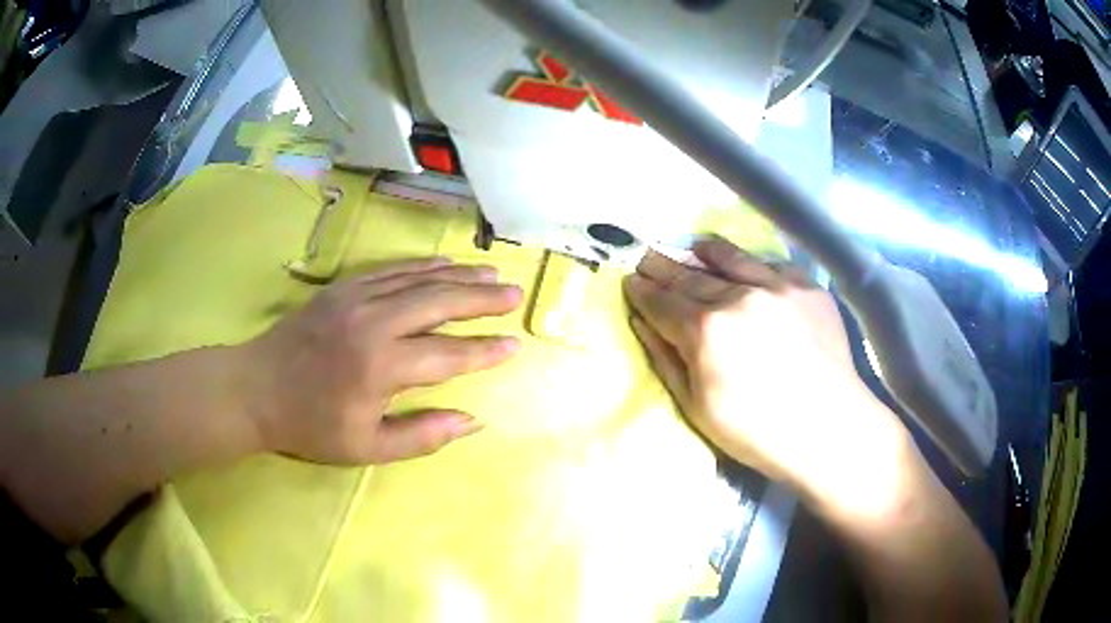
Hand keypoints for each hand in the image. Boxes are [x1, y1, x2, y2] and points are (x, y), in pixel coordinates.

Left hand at [244, 257, 522, 464]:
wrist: (254, 389)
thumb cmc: (310, 426)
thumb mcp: (366, 448)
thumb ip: (422, 435)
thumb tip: (472, 421)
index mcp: (379, 367)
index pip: (447, 355)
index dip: (483, 352)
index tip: (514, 345)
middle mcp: (373, 322)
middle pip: (439, 302)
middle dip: (481, 299)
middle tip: (514, 294)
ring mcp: (356, 297)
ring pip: (418, 279)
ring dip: (458, 276)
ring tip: (491, 274)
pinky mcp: (342, 287)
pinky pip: (391, 270)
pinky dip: (423, 267)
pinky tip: (443, 266)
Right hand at [625, 237, 899, 491]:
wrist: (829, 428)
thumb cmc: (756, 432)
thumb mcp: (696, 407)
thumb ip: (666, 359)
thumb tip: (642, 321)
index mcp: (706, 331)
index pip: (663, 302)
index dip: (643, 291)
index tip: (630, 280)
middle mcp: (739, 296)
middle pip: (690, 276)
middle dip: (663, 266)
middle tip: (647, 256)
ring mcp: (777, 285)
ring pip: (730, 257)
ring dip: (704, 251)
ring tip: (691, 246)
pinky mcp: (807, 285)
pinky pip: (770, 264)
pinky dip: (749, 262)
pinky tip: (744, 266)